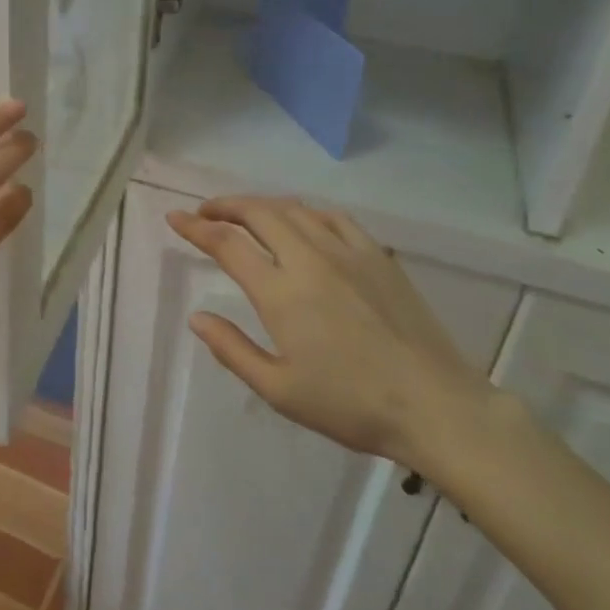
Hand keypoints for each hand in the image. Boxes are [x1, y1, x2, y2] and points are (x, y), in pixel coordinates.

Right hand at [167, 196, 493, 472]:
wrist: (434, 405)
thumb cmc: (350, 404)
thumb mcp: (279, 390)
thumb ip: (232, 349)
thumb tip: (197, 317)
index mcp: (281, 292)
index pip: (227, 244)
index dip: (195, 228)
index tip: (175, 217)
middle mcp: (309, 259)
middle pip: (258, 212)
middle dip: (225, 205)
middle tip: (205, 212)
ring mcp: (346, 251)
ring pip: (294, 209)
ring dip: (261, 204)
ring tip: (245, 214)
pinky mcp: (376, 255)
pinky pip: (332, 217)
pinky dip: (304, 211)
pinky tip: (301, 221)